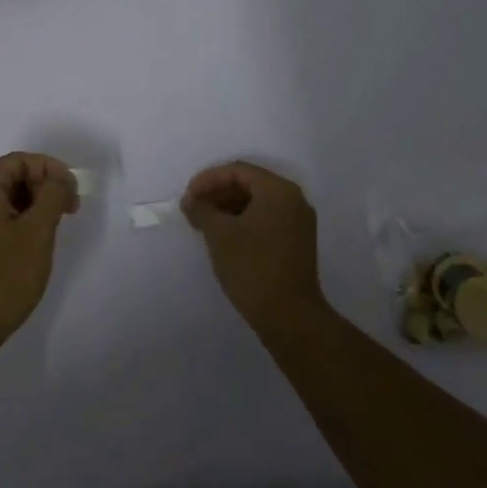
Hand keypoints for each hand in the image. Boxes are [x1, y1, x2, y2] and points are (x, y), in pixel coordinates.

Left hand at [0, 152, 80, 355]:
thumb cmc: (2, 278)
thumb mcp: (37, 233)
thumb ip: (53, 196)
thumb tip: (60, 178)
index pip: (20, 161)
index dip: (51, 169)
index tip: (74, 193)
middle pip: (11, 177)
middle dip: (43, 187)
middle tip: (69, 212)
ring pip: (4, 200)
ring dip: (33, 206)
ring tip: (54, 230)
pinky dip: (18, 222)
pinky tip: (33, 246)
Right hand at [182, 161, 325, 332]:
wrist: (289, 317)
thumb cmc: (252, 267)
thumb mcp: (219, 234)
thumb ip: (202, 209)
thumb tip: (191, 201)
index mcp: (278, 190)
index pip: (238, 171)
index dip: (208, 179)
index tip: (188, 196)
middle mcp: (293, 199)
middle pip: (249, 184)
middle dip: (218, 193)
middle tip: (194, 208)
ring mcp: (298, 222)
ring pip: (258, 203)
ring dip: (229, 207)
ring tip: (204, 223)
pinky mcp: (297, 242)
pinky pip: (266, 219)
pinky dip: (243, 221)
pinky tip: (224, 236)